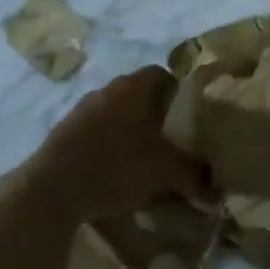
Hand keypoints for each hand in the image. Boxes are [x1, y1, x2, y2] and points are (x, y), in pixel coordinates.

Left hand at [28, 67, 211, 219]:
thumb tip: (218, 193)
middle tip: (171, 142)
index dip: (180, 95)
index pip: (165, 75)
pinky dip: (108, 145)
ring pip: (117, 113)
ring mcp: (82, 108)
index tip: (189, 120)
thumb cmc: (116, 166)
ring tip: (143, 160)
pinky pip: (96, 131)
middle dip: (156, 116)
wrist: (51, 189)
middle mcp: (108, 88)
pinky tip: (113, 170)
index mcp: (135, 86)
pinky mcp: (64, 131)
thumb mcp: (165, 172)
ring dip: (130, 131)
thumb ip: (194, 176)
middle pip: (140, 94)